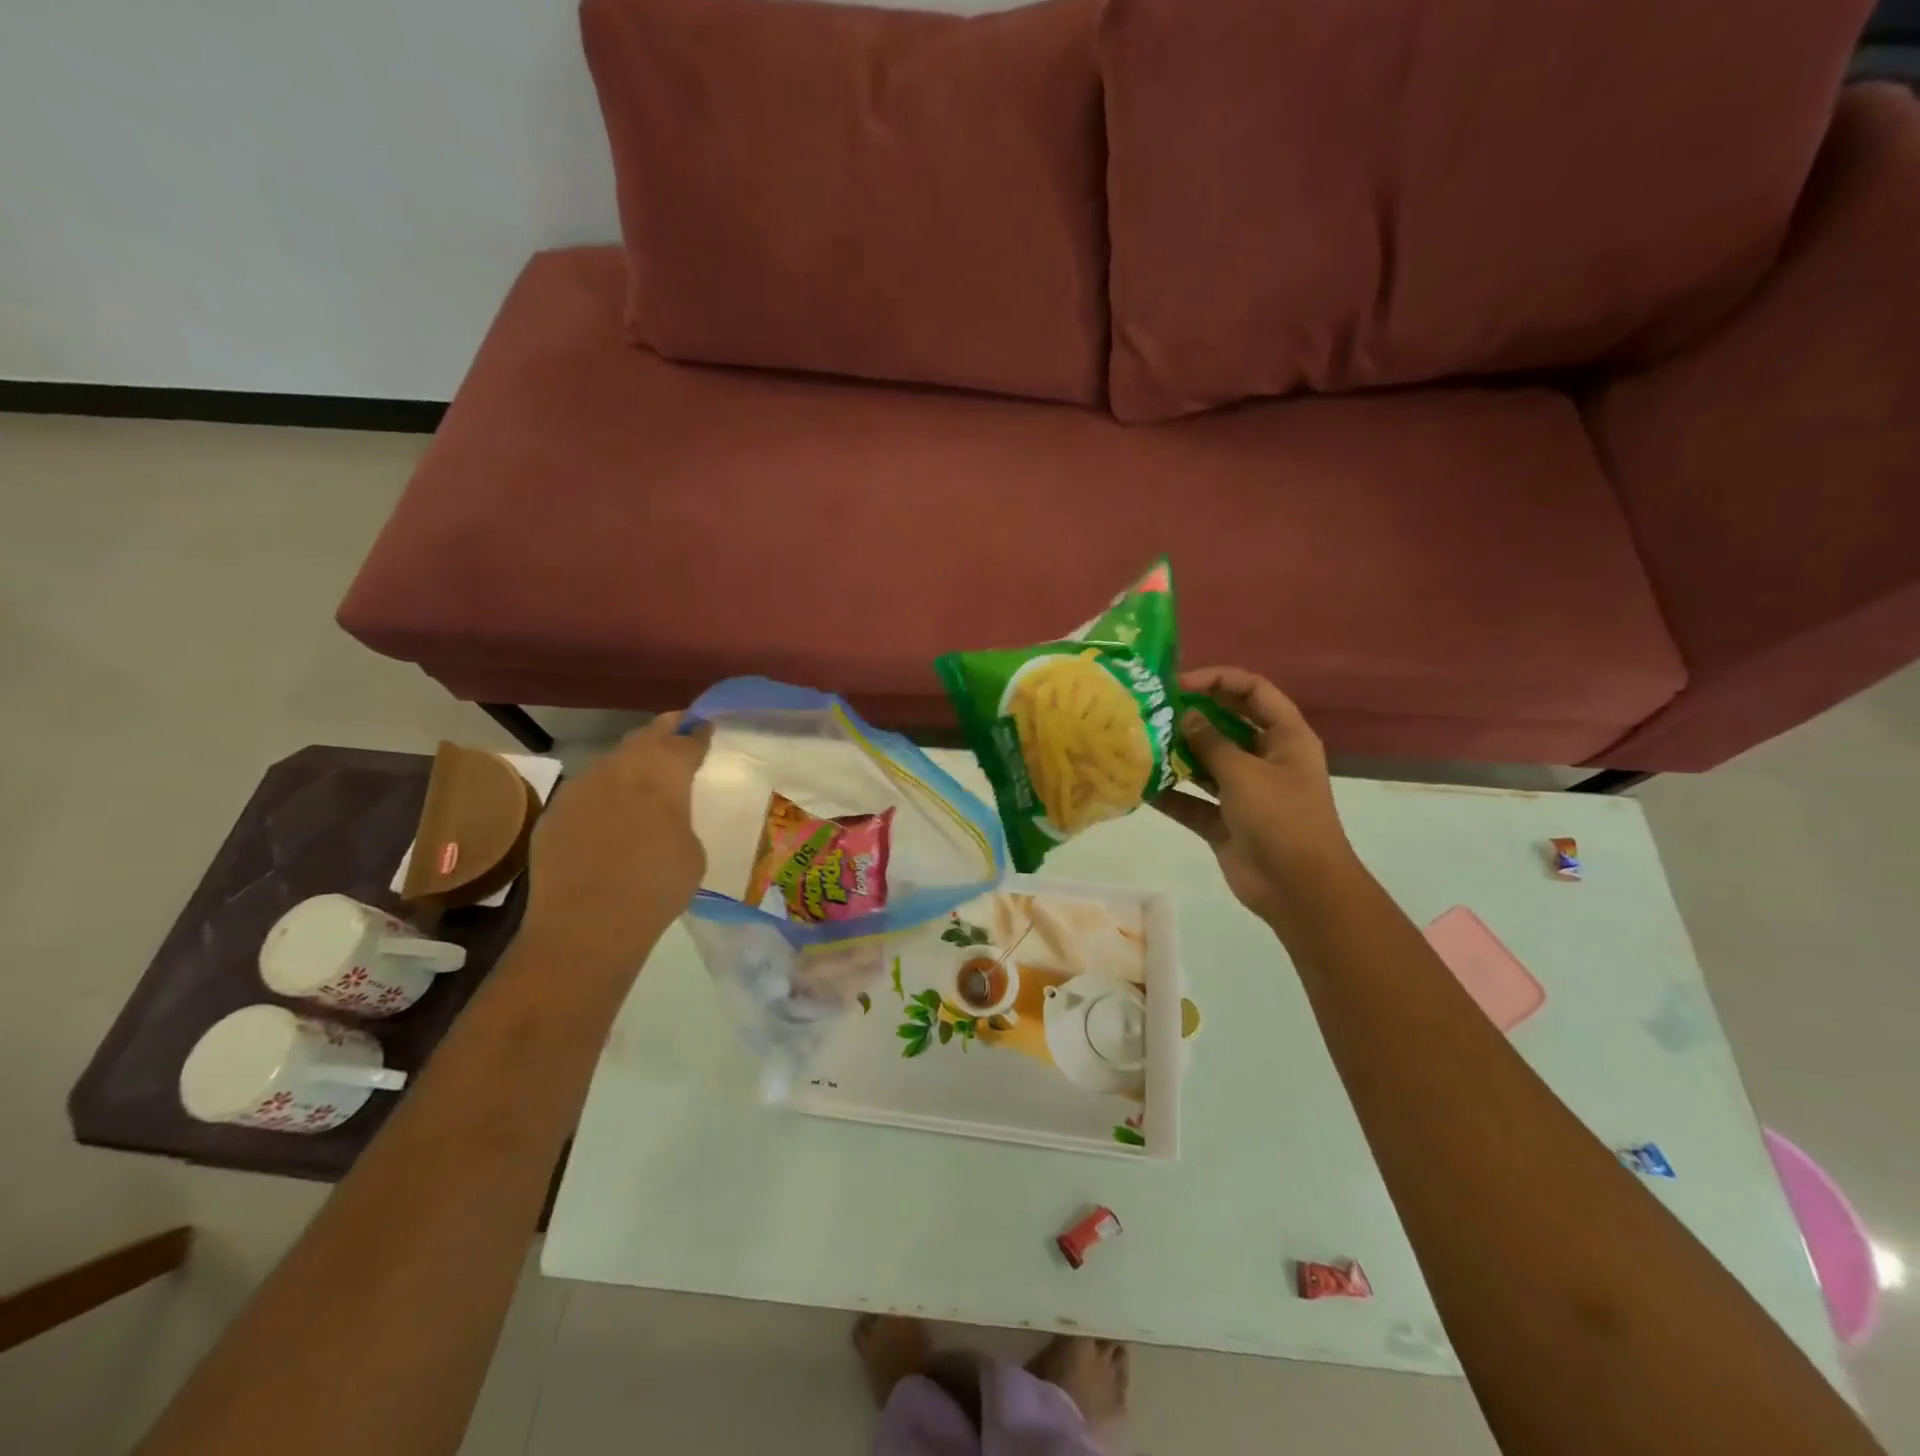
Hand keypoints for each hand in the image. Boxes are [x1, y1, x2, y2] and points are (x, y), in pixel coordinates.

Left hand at [522, 713, 712, 969]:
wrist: (587, 924)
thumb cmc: (657, 886)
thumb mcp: (692, 850)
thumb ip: (679, 819)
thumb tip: (662, 818)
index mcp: (664, 772)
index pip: (686, 741)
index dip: (698, 733)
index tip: (705, 727)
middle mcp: (621, 767)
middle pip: (646, 736)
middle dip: (664, 731)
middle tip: (677, 731)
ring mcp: (582, 786)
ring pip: (612, 762)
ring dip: (631, 764)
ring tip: (643, 778)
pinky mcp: (555, 811)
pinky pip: (587, 792)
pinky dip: (603, 795)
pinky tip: (609, 817)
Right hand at [1153, 667, 1356, 927]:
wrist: (1299, 889)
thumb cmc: (1282, 819)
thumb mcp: (1245, 773)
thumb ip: (1212, 742)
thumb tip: (1186, 716)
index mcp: (1285, 737)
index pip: (1253, 691)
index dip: (1217, 679)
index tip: (1178, 684)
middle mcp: (1266, 759)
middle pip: (1227, 724)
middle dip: (1192, 716)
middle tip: (1151, 709)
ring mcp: (1245, 792)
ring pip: (1207, 763)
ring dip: (1177, 754)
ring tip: (1140, 742)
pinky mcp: (1225, 822)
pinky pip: (1193, 801)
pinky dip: (1171, 795)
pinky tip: (1140, 786)